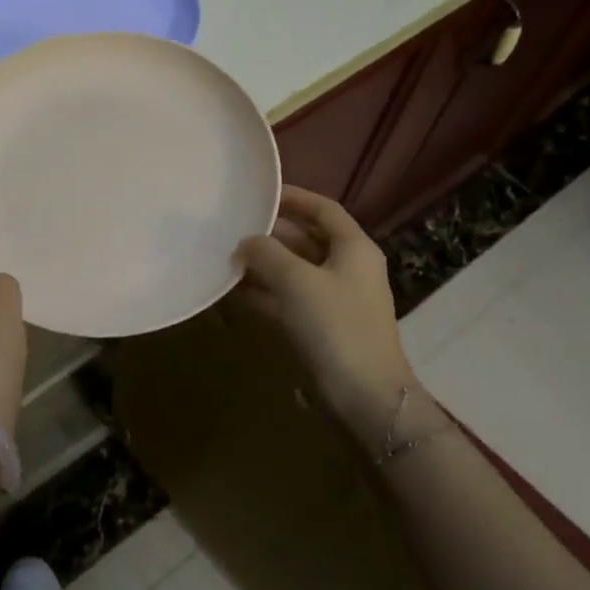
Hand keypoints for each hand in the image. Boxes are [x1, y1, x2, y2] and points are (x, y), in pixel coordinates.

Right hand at [234, 185, 421, 432]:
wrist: (364, 395)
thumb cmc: (335, 325)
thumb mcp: (297, 281)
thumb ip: (267, 253)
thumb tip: (246, 242)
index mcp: (353, 248)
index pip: (323, 209)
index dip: (293, 198)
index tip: (259, 194)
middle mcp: (347, 268)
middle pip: (306, 239)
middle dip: (271, 234)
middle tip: (233, 228)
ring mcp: (335, 299)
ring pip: (294, 271)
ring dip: (263, 265)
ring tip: (225, 258)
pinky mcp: (321, 327)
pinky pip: (288, 299)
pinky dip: (264, 293)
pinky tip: (233, 293)